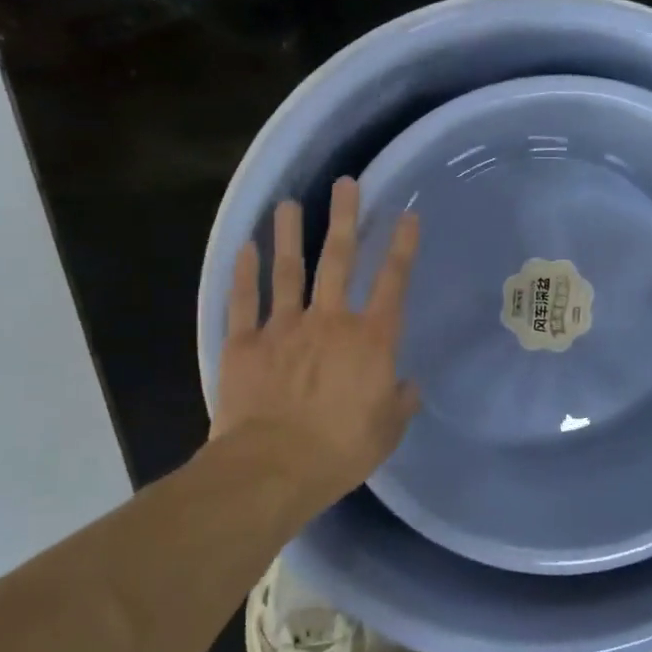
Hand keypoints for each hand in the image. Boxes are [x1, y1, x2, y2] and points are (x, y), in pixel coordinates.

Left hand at [213, 178, 420, 511]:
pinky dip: (244, 273)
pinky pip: (244, 301)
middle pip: (339, 260)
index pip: (393, 283)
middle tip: (345, 184)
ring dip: (290, 234)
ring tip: (288, 203)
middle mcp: (330, 321)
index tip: (407, 215)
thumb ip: (400, 402)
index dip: (402, 247)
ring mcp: (284, 327)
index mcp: (371, 340)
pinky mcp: (245, 343)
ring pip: (288, 270)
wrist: (273, 468)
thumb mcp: (387, 432)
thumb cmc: (340, 451)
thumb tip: (407, 385)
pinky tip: (245, 247)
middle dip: (345, 219)